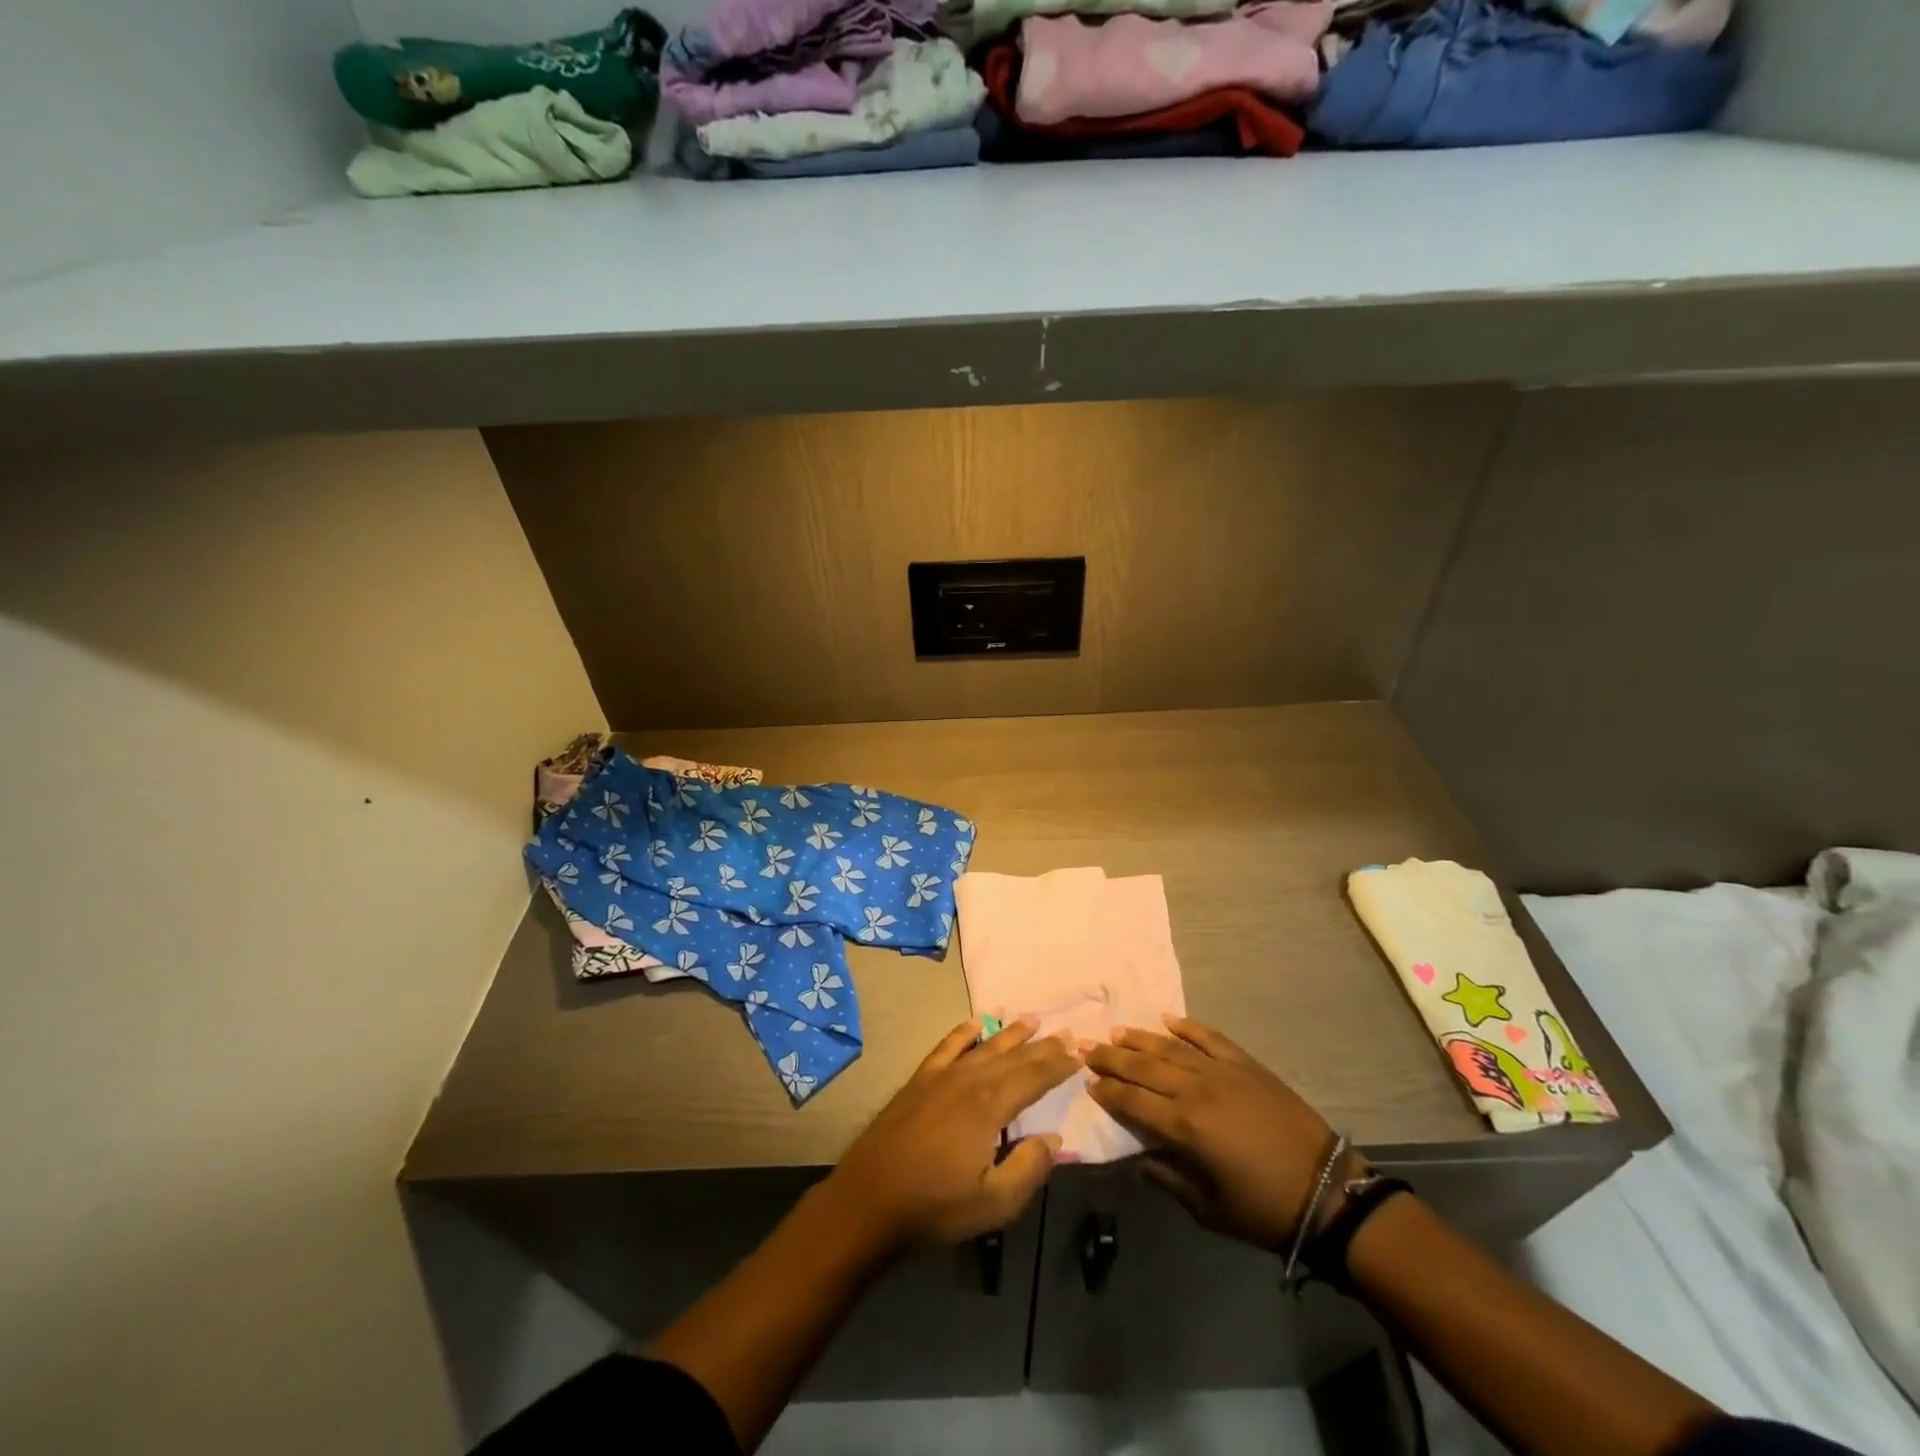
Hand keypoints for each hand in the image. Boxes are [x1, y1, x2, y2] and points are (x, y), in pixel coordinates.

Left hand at [824, 1018, 1079, 1254]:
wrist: (869, 1199)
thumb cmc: (934, 1206)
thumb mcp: (993, 1203)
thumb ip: (1029, 1168)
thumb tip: (1053, 1137)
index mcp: (989, 1106)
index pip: (1033, 1078)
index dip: (1058, 1065)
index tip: (1079, 1052)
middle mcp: (968, 1080)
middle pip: (1013, 1058)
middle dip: (1042, 1046)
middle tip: (1066, 1033)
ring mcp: (941, 1076)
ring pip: (984, 1047)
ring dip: (1010, 1033)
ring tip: (1032, 1019)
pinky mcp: (919, 1080)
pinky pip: (947, 1047)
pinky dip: (964, 1033)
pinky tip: (975, 1023)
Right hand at [1086, 1015, 1340, 1250]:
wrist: (1326, 1191)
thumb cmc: (1263, 1209)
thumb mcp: (1208, 1209)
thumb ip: (1167, 1179)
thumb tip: (1140, 1160)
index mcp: (1184, 1127)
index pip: (1132, 1101)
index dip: (1107, 1092)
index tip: (1088, 1083)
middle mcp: (1196, 1089)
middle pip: (1143, 1067)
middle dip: (1112, 1058)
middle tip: (1087, 1048)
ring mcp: (1222, 1071)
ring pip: (1170, 1047)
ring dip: (1139, 1038)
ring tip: (1116, 1032)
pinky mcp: (1245, 1064)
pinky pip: (1209, 1037)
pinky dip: (1187, 1026)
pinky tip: (1168, 1019)